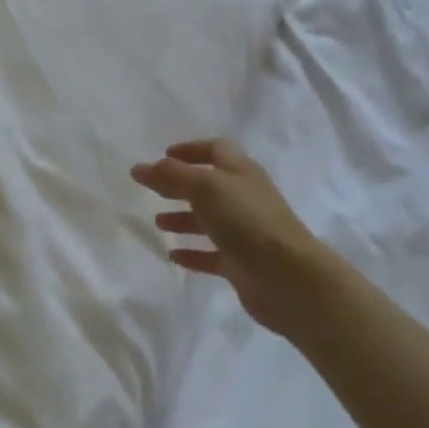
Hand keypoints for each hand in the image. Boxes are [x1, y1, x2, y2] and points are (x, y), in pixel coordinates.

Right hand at [132, 139, 339, 341]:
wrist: (287, 277)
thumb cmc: (247, 221)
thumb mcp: (205, 188)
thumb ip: (171, 175)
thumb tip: (140, 167)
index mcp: (240, 172)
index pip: (215, 150)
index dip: (190, 150)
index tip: (163, 156)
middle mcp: (243, 198)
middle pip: (208, 185)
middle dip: (180, 185)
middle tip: (151, 189)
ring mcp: (243, 232)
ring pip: (208, 220)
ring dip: (183, 218)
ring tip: (157, 222)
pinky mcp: (241, 263)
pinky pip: (211, 254)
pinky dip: (192, 252)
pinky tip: (172, 255)